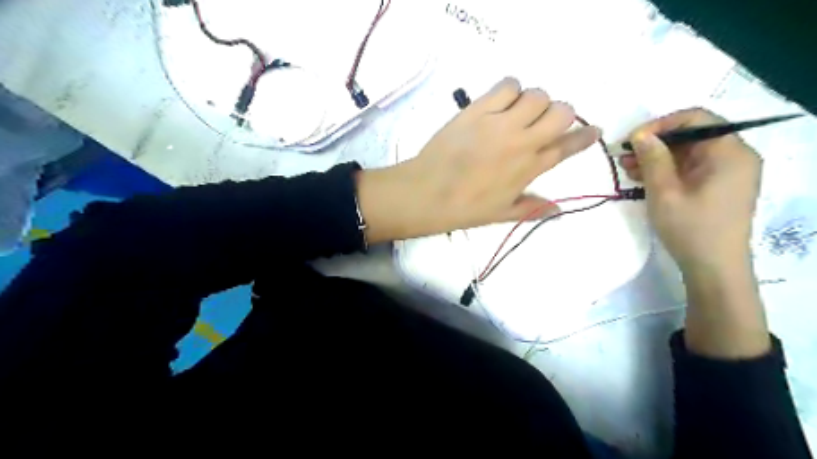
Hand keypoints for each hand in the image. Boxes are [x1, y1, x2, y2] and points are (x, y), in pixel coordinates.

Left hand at [358, 76, 597, 242]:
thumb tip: (560, 211)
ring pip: (536, 94)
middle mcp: (522, 142)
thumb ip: (533, 208)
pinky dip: (510, 89)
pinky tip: (501, 101)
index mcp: (530, 168)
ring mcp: (500, 123)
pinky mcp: (478, 110)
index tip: (592, 130)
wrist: (427, 193)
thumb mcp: (502, 214)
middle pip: (561, 112)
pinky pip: (506, 85)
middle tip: (544, 122)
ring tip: (519, 111)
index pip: (568, 146)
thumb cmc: (464, 208)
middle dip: (560, 114)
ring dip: (534, 101)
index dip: (585, 136)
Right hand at [624, 109, 762, 274]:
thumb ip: (653, 159)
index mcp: (729, 152)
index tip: (632, 139)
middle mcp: (734, 156)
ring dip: (657, 157)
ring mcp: (728, 172)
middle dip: (655, 143)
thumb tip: (640, 134)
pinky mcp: (719, 186)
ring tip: (627, 168)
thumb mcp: (664, 192)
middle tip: (624, 156)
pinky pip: (691, 168)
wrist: (713, 268)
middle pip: (691, 135)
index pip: (696, 118)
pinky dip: (667, 170)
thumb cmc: (690, 228)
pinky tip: (643, 178)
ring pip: (688, 152)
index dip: (661, 124)